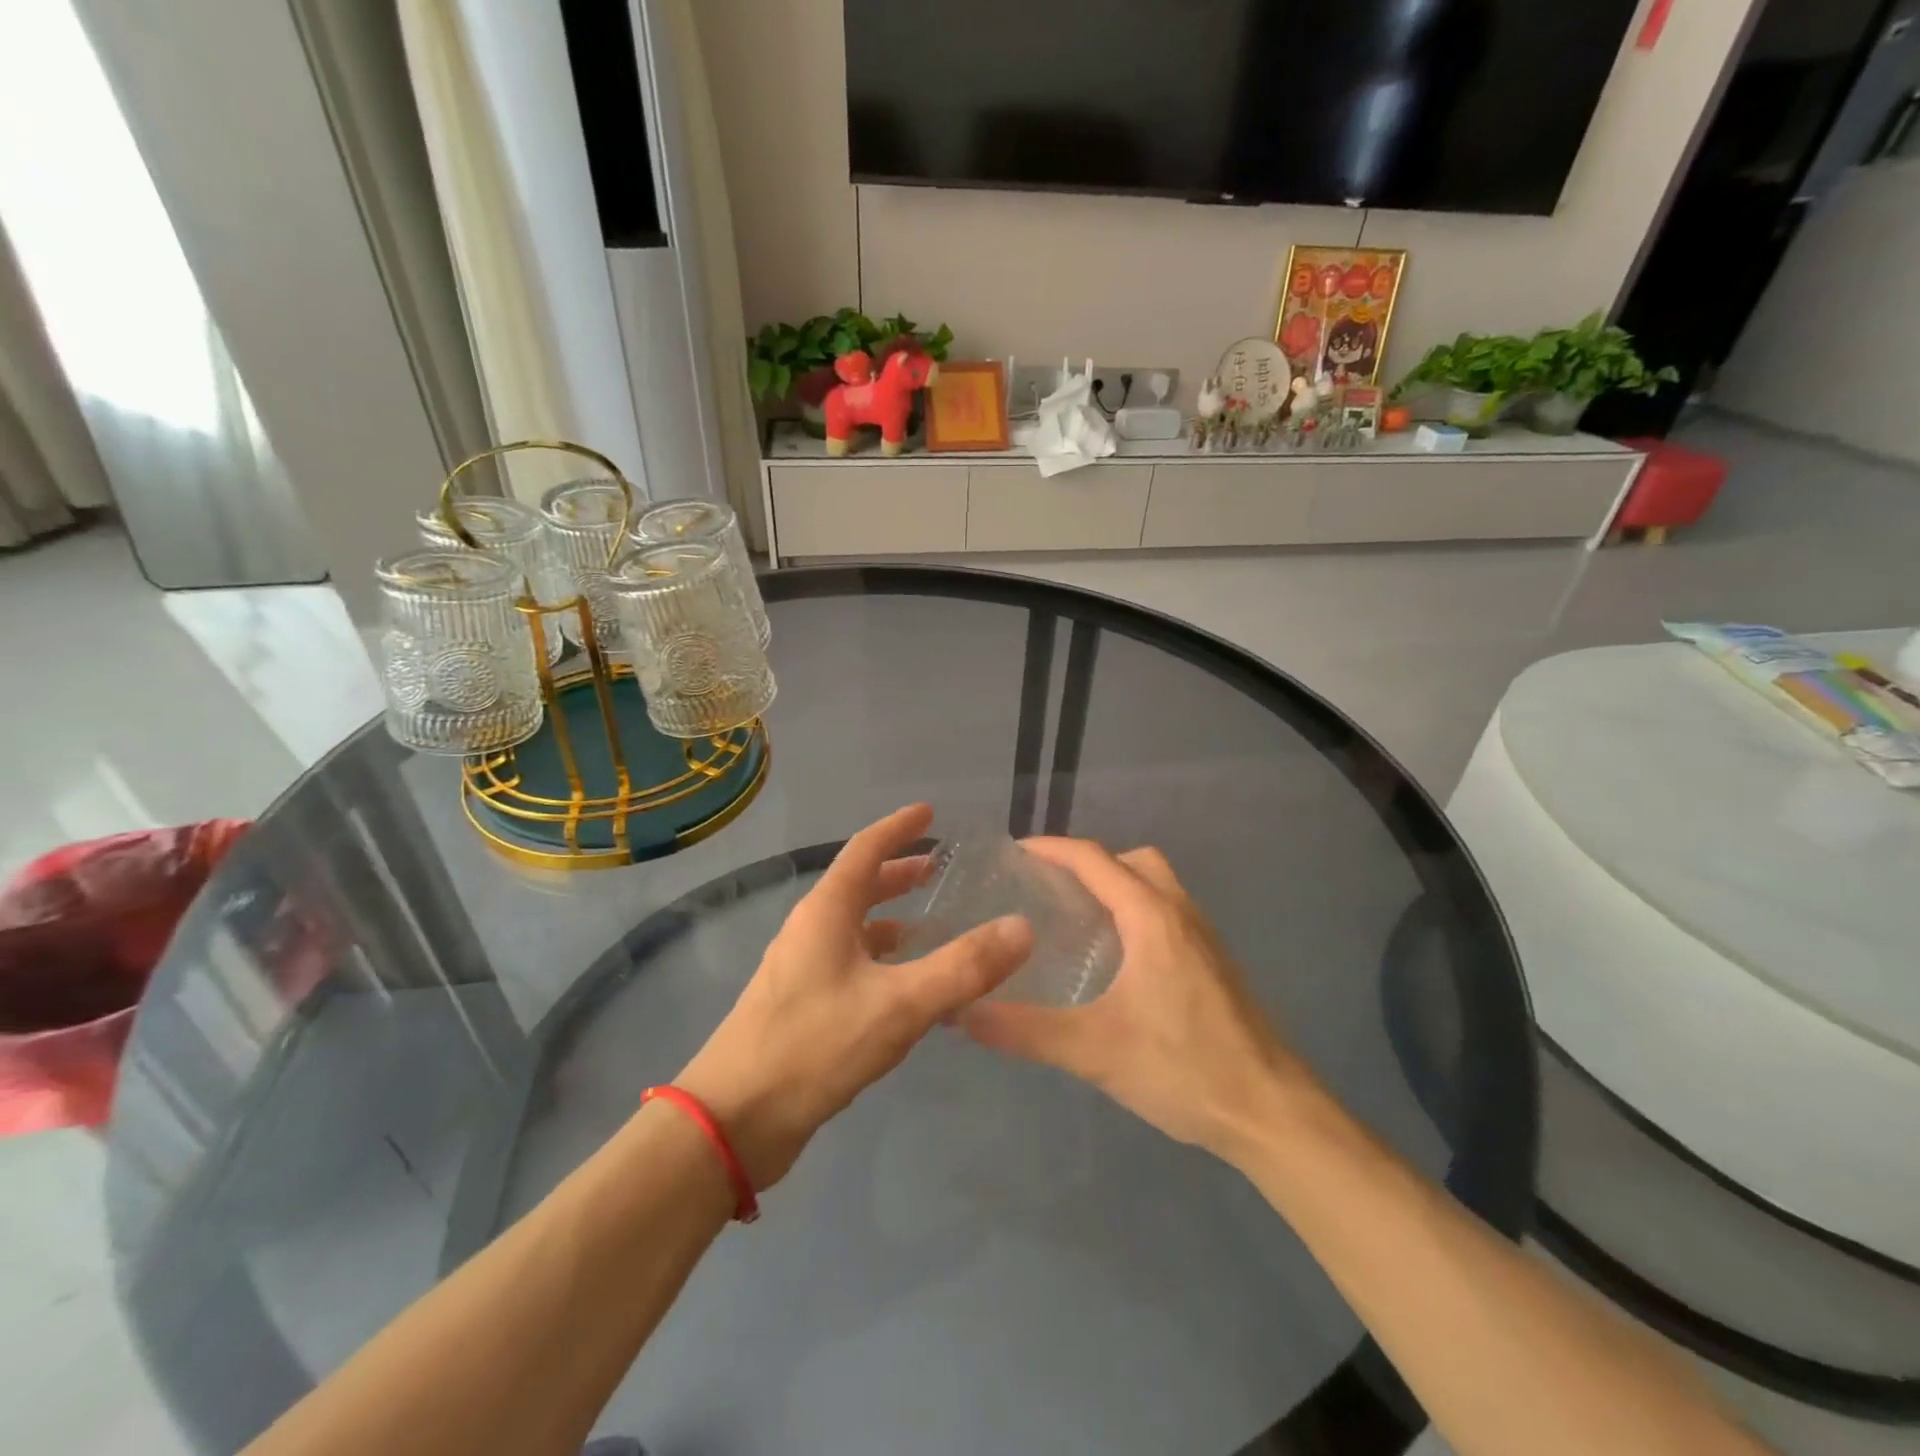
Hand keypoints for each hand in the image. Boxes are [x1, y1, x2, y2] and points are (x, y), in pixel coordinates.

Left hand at [675, 804, 1033, 1188]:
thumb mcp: (900, 1004)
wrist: (733, 1120)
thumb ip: (963, 967)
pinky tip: (904, 986)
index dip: (899, 827)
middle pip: (858, 885)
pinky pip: (849, 963)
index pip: (866, 849)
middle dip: (898, 873)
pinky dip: (881, 959)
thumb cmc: (814, 1046)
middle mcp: (810, 929)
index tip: (929, 813)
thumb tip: (1022, 927)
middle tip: (937, 868)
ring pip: (854, 927)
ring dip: (890, 918)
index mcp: (827, 911)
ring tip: (930, 925)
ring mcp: (801, 969)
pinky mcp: (800, 1005)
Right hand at [959, 838, 1311, 1167]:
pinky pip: (1170, 912)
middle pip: (1132, 860)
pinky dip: (1139, 911)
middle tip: (1049, 890)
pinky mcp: (1216, 963)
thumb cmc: (1184, 1069)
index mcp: (1151, 917)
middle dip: (1089, 863)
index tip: (1014, 853)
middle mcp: (1181, 913)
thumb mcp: (1093, 1051)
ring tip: (1079, 920)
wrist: (1273, 1113)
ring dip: (1119, 885)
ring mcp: (1205, 937)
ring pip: (1158, 884)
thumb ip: (1025, 1030)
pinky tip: (1120, 961)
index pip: (1094, 859)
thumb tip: (963, 1012)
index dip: (1052, 849)